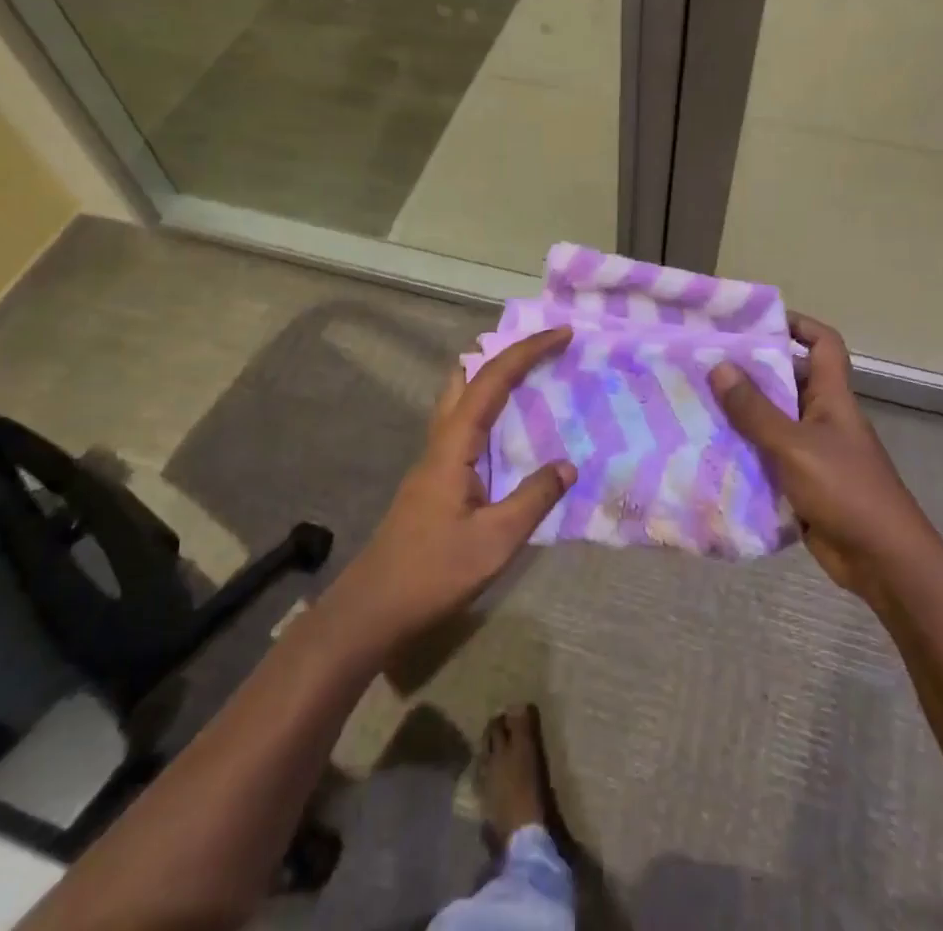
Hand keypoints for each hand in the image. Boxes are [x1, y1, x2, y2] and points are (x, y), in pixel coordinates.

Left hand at [328, 328, 577, 650]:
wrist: (374, 607)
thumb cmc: (433, 572)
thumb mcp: (495, 541)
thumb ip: (534, 498)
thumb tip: (567, 466)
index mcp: (454, 444)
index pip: (493, 380)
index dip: (528, 351)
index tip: (563, 334)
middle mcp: (441, 440)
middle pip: (470, 376)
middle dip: (507, 353)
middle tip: (544, 349)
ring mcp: (434, 458)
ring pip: (462, 398)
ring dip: (494, 378)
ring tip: (533, 378)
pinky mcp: (435, 478)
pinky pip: (466, 424)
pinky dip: (490, 409)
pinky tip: (509, 432)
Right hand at [708, 316, 926, 599]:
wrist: (883, 561)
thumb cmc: (845, 490)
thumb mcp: (794, 445)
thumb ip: (755, 410)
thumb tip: (719, 366)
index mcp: (832, 397)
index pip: (823, 343)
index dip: (797, 324)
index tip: (756, 322)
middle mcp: (823, 417)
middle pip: (788, 380)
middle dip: (751, 371)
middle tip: (706, 363)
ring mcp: (814, 451)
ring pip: (773, 420)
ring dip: (742, 414)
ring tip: (697, 402)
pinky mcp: (803, 482)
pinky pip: (768, 457)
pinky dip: (745, 452)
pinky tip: (711, 450)